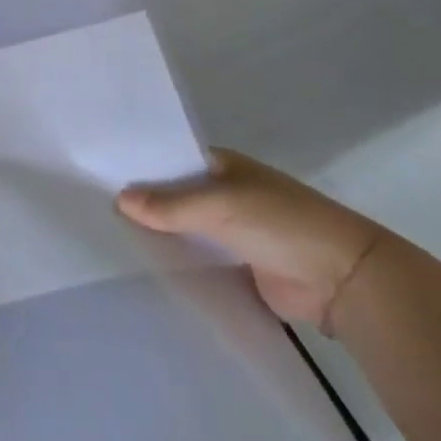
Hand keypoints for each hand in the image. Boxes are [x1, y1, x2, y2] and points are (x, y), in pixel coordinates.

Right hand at [117, 148, 388, 333]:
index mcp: (221, 166)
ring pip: (186, 230)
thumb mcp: (220, 205)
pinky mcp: (240, 268)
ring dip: (161, 236)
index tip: (98, 173)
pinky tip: (146, 269)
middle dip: (145, 204)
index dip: (139, 165)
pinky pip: (201, 261)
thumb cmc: (282, 222)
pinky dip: (180, 264)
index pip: (169, 159)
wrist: (346, 280)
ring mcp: (233, 232)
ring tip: (109, 240)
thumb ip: (170, 204)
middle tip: (94, 209)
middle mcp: (224, 194)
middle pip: (175, 197)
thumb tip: (120, 199)